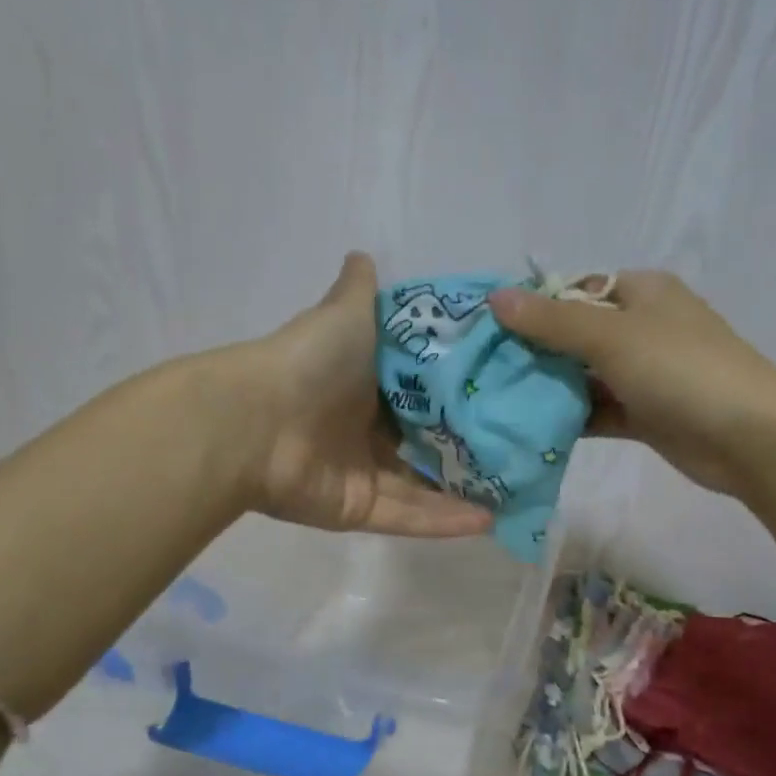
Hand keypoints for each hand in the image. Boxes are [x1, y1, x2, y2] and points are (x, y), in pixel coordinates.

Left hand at [241, 253, 491, 536]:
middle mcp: (364, 431)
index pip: (418, 393)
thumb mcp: (345, 315)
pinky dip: (445, 521)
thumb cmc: (310, 364)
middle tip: (520, 448)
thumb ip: (360, 292)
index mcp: (363, 385)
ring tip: (516, 491)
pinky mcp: (359, 510)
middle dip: (467, 448)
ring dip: (465, 492)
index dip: (455, 394)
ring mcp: (362, 474)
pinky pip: (408, 516)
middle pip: (424, 442)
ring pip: (423, 486)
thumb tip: (364, 254)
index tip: (501, 393)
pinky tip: (490, 521)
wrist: (255, 424)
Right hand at [489, 271, 775, 496]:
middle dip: (534, 352)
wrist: (750, 437)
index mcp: (641, 292)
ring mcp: (646, 374)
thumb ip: (552, 321)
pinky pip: (600, 410)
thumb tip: (496, 298)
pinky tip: (532, 430)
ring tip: (497, 402)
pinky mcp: (647, 415)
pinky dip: (572, 418)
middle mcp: (643, 328)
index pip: (575, 290)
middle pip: (576, 335)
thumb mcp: (612, 336)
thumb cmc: (681, 370)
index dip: (532, 307)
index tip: (488, 331)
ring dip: (550, 389)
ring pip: (586, 376)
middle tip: (483, 372)